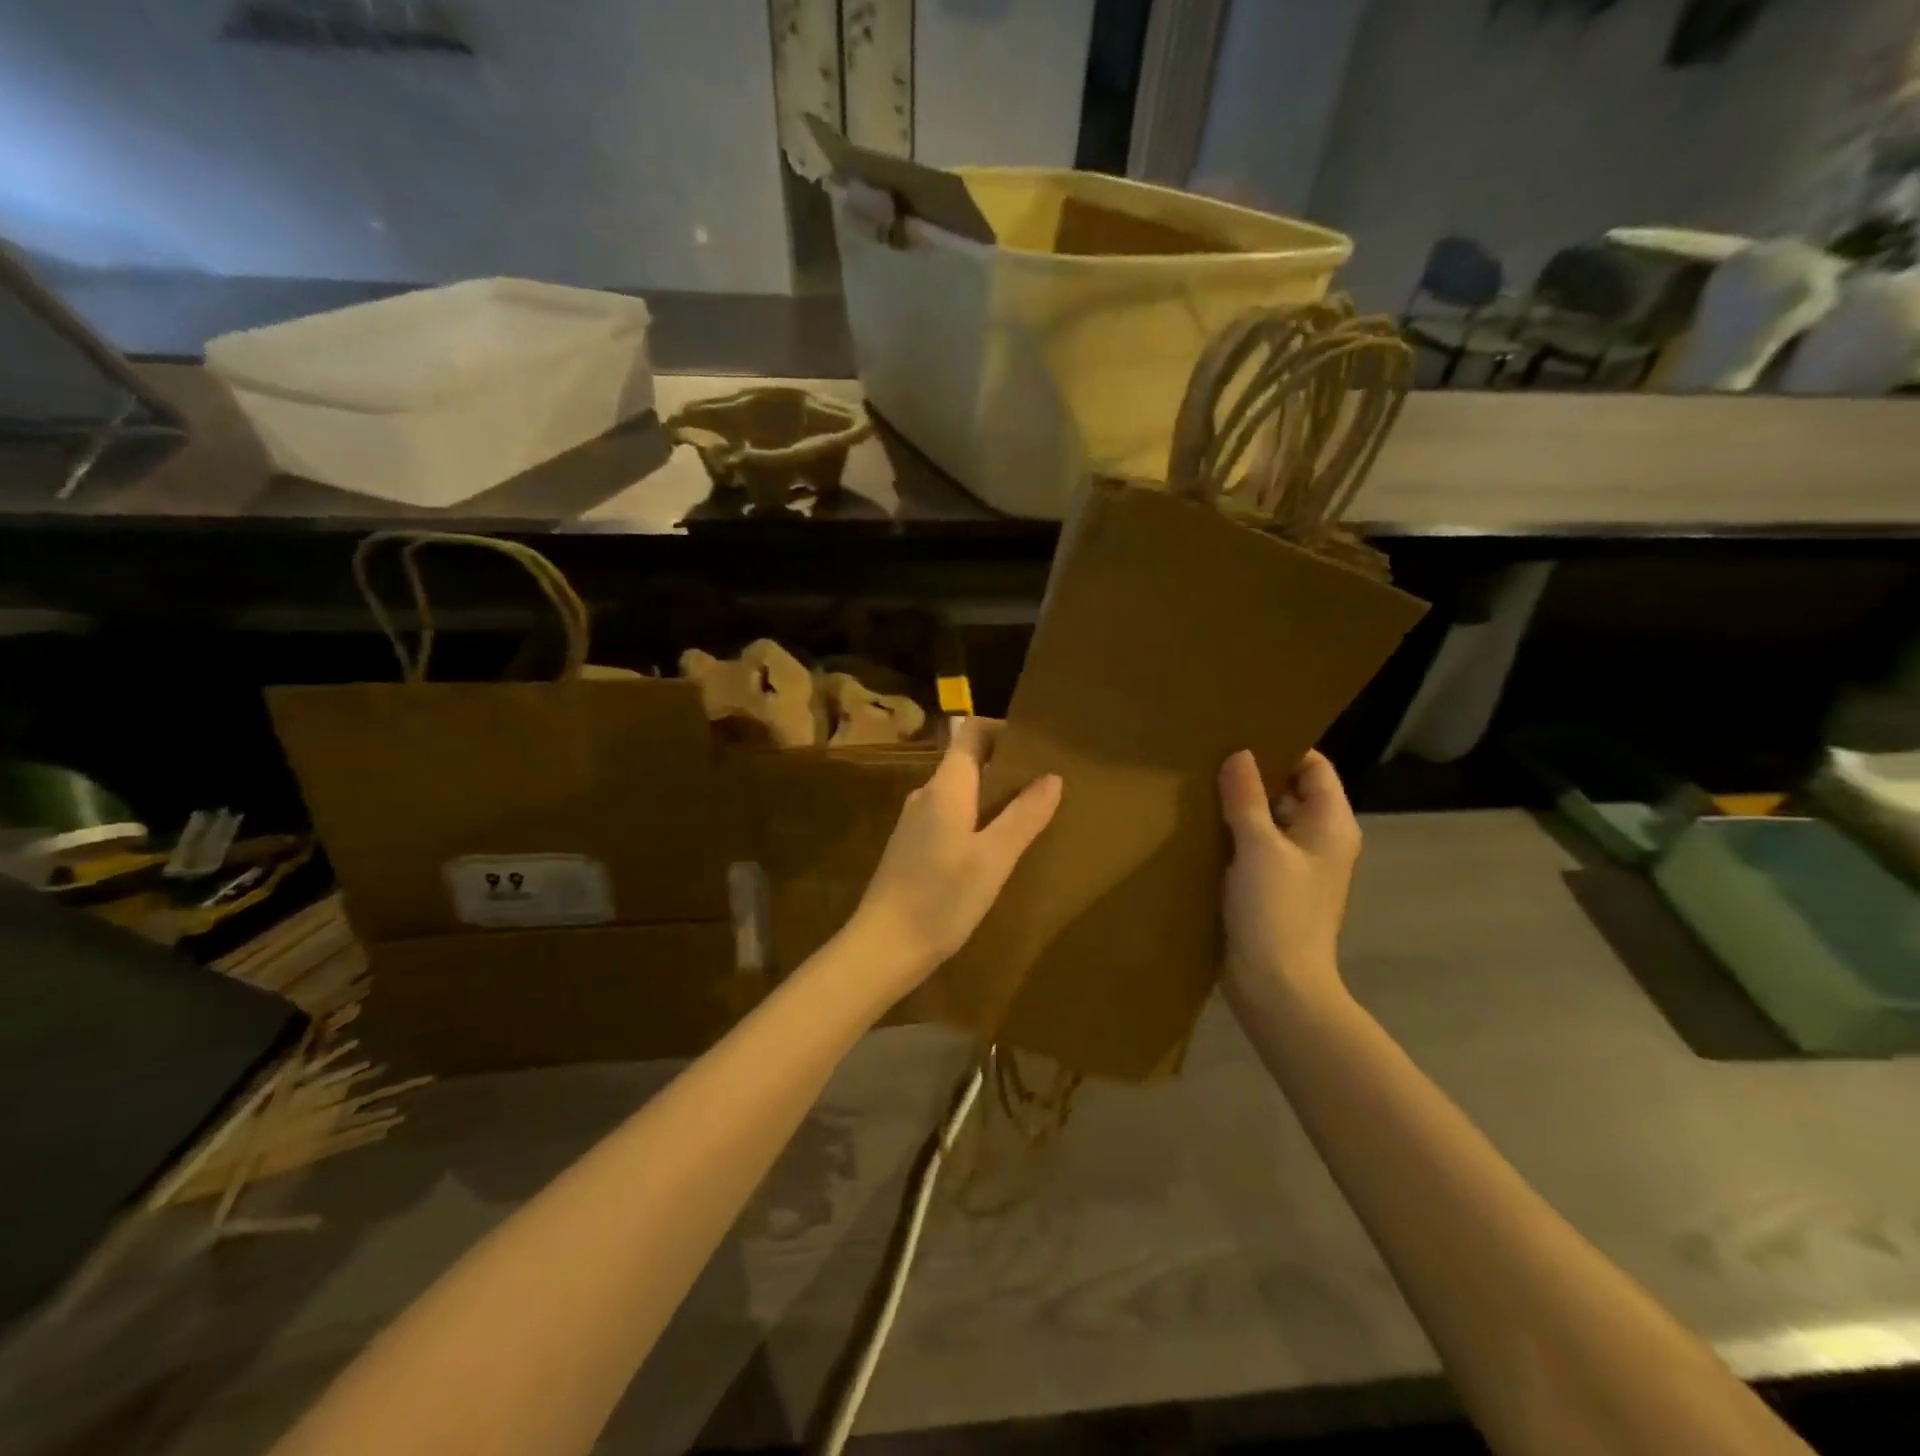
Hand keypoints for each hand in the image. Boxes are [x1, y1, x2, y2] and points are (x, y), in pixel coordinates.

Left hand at [849, 718, 1061, 988]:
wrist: (883, 947)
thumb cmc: (941, 898)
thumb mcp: (993, 858)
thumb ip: (1024, 815)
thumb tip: (1052, 776)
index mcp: (945, 787)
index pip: (972, 733)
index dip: (1003, 730)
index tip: (1037, 744)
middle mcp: (926, 795)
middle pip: (968, 762)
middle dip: (1006, 767)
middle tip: (1046, 783)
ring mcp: (915, 822)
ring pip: (960, 794)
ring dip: (992, 797)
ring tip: (1029, 815)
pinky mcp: (912, 848)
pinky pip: (950, 818)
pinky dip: (976, 821)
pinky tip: (996, 849)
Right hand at [1218, 749, 1358, 1015]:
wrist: (1277, 988)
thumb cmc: (1277, 912)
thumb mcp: (1259, 848)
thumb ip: (1247, 798)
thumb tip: (1239, 754)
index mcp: (1331, 825)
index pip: (1314, 767)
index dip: (1282, 747)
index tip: (1239, 734)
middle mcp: (1319, 841)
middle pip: (1290, 792)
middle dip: (1253, 775)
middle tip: (1209, 756)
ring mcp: (1296, 867)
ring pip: (1269, 821)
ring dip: (1239, 807)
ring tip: (1197, 785)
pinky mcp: (1272, 889)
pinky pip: (1254, 848)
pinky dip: (1233, 836)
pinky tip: (1199, 827)